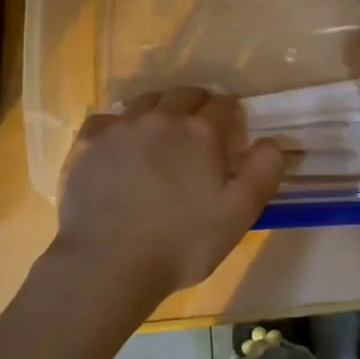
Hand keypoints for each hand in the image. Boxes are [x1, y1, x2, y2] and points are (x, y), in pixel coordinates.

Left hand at [55, 88, 284, 300]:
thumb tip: (271, 142)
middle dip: (198, 104)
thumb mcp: (239, 215)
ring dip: (160, 109)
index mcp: (200, 132)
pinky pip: (107, 119)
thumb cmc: (181, 243)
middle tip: (200, 127)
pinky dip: (119, 125)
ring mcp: (120, 127)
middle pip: (185, 94)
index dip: (232, 114)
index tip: (232, 130)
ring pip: (146, 101)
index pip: (224, 105)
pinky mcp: (88, 143)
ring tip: (162, 132)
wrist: (107, 264)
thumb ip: (262, 172)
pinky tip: (119, 144)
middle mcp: (161, 118)